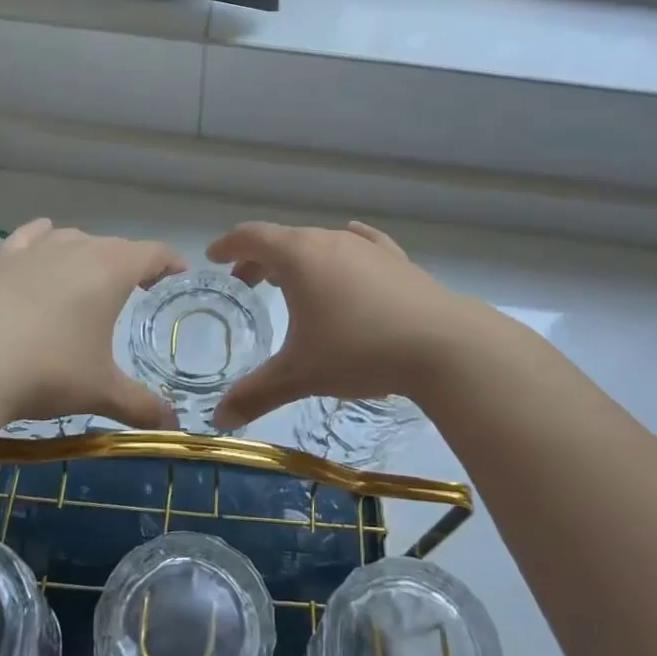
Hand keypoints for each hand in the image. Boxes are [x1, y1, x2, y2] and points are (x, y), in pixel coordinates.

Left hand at [0, 218, 186, 428]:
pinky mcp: (0, 259)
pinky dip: (43, 238)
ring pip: (73, 238)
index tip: (179, 274)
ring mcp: (34, 250)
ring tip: (91, 277)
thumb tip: (172, 427)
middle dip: (132, 263)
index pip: (153, 253)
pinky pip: (30, 237)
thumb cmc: (47, 371)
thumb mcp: (100, 392)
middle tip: (140, 288)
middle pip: (115, 245)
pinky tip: (42, 245)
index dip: (170, 262)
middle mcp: (76, 248)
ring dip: (89, 253)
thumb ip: (140, 406)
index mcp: (111, 270)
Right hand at [207, 220, 471, 429]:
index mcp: (298, 257)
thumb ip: (256, 393)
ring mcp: (367, 248)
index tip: (213, 257)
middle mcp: (329, 241)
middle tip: (246, 281)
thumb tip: (218, 419)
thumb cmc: (359, 350)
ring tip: (291, 281)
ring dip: (298, 258)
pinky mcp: (396, 260)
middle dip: (260, 257)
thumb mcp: (301, 375)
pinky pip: (361, 245)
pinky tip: (350, 246)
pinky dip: (343, 249)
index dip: (228, 245)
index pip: (252, 237)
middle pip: (284, 238)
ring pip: (321, 243)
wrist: (442, 345)